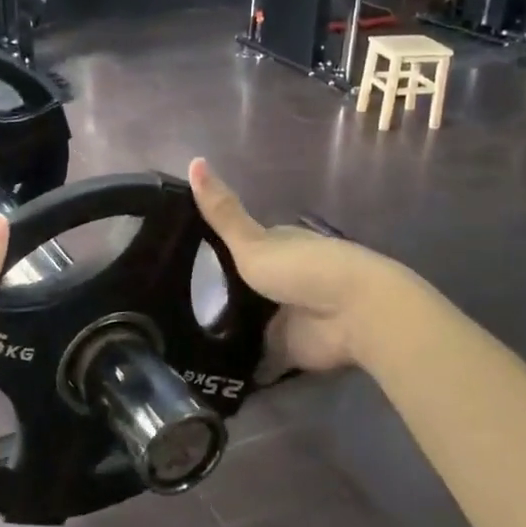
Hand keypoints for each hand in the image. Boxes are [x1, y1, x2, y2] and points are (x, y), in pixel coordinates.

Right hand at [190, 158, 400, 377]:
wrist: (354, 314)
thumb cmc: (303, 268)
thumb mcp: (252, 241)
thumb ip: (221, 213)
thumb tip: (193, 160)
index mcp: (278, 246)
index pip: (241, 246)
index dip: (215, 252)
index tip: (178, 259)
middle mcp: (283, 280)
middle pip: (244, 287)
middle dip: (218, 296)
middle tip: (171, 306)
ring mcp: (286, 316)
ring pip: (249, 323)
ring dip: (228, 331)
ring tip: (180, 337)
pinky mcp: (290, 351)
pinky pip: (258, 358)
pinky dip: (241, 363)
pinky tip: (208, 367)